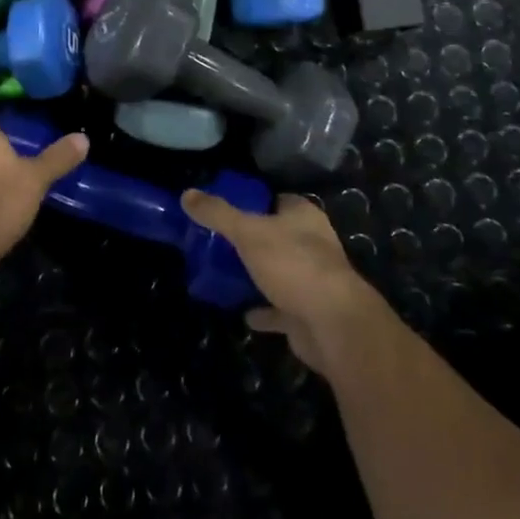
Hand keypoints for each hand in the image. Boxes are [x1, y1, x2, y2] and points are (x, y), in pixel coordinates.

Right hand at [182, 190, 386, 376]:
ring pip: (280, 271)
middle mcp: (313, 243)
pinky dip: (264, 311)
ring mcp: (313, 279)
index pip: (277, 200)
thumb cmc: (293, 265)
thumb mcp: (248, 232)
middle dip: (254, 240)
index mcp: (304, 216)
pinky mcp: (309, 312)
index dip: (254, 202)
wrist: (332, 324)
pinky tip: (244, 313)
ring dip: (259, 274)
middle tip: (219, 242)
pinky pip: (280, 308)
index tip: (226, 209)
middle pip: (278, 235)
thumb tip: (186, 194)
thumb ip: (218, 214)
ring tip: (227, 274)